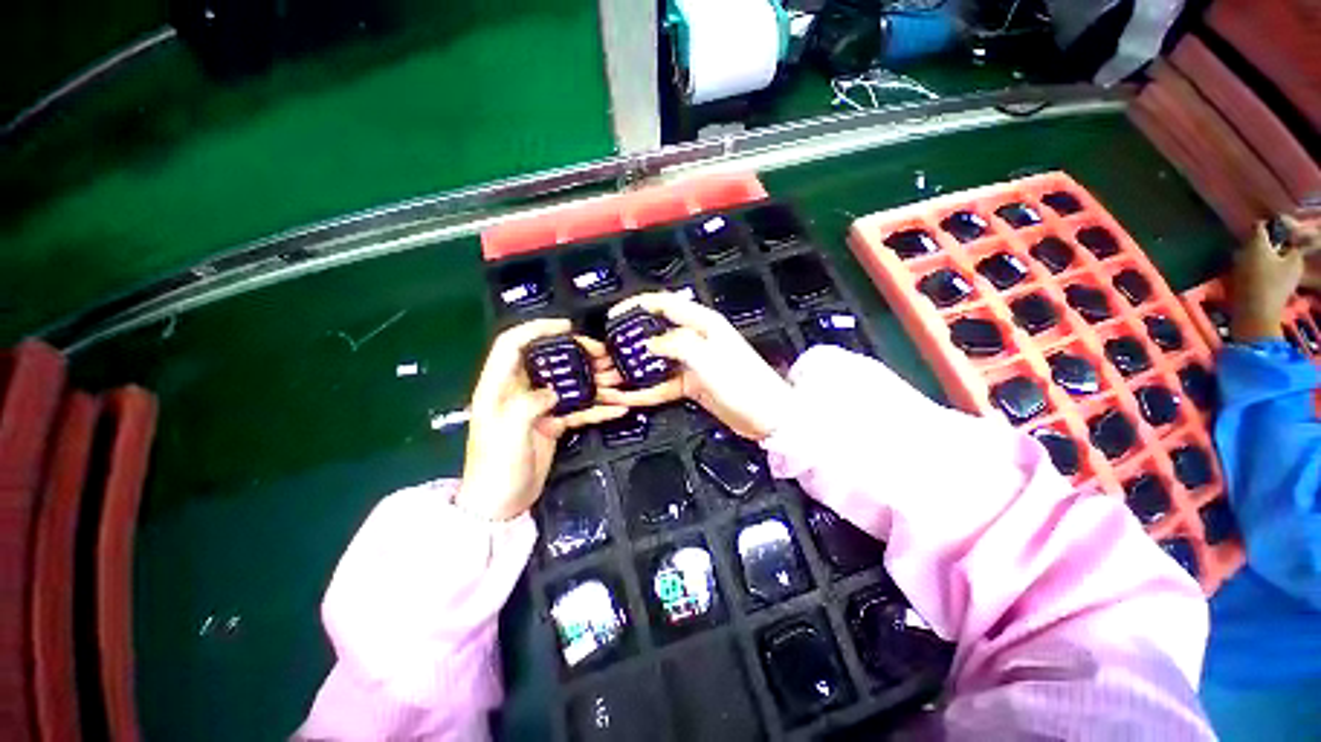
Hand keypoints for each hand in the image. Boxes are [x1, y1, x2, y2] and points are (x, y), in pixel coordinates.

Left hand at [457, 320, 628, 520]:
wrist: (500, 505)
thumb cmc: (496, 469)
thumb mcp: (507, 435)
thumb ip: (528, 405)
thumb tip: (553, 391)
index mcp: (498, 387)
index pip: (512, 345)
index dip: (537, 329)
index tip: (567, 327)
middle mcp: (519, 391)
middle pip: (549, 361)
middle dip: (577, 354)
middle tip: (604, 355)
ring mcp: (539, 407)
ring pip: (568, 384)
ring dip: (593, 380)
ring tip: (618, 379)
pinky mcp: (553, 423)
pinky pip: (577, 409)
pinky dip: (597, 407)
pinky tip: (619, 408)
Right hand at [597, 292, 792, 439]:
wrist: (768, 416)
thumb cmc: (742, 382)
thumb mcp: (708, 359)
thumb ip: (676, 345)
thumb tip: (648, 343)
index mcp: (703, 324)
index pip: (665, 304)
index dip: (637, 306)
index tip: (613, 316)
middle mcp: (695, 339)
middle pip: (656, 334)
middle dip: (630, 342)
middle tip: (606, 353)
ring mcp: (692, 363)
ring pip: (656, 362)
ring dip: (635, 370)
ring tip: (609, 378)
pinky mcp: (692, 384)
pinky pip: (664, 384)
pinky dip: (646, 390)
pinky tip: (627, 397)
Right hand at [1230, 217, 1320, 341]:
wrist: (1251, 318)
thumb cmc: (1257, 282)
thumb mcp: (1257, 250)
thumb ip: (1259, 232)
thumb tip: (1259, 224)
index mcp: (1295, 257)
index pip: (1286, 236)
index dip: (1271, 231)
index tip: (1254, 233)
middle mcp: (1292, 268)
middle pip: (1275, 250)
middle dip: (1259, 247)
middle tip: (1244, 248)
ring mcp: (1281, 283)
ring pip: (1265, 263)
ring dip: (1251, 260)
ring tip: (1238, 263)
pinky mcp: (1268, 294)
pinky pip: (1259, 276)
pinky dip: (1249, 273)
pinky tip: (1239, 277)